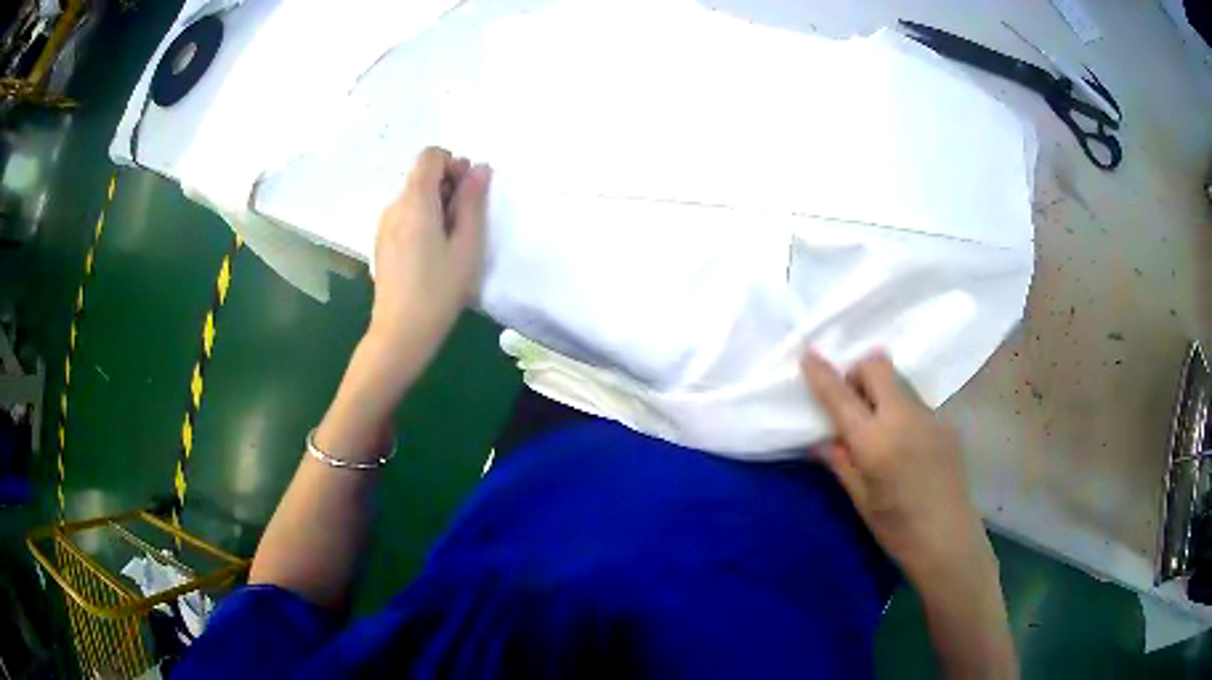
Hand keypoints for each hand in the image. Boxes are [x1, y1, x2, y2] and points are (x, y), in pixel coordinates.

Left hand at [367, 147, 491, 383]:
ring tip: (451, 242)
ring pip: (414, 196)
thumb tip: (479, 168)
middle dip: (448, 186)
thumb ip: (473, 202)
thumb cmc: (439, 290)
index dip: (453, 164)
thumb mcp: (467, 245)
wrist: (400, 333)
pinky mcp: (382, 242)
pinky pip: (405, 215)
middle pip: (422, 175)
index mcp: (415, 202)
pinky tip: (432, 254)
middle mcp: (394, 206)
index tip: (467, 193)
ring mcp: (384, 225)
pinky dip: (423, 220)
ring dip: (437, 205)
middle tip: (466, 222)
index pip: (430, 156)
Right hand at [800, 351, 989, 581]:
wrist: (948, 538)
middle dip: (858, 373)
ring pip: (898, 383)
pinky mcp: (945, 423)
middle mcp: (904, 418)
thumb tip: (821, 440)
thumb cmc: (897, 528)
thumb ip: (840, 463)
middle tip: (852, 404)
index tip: (808, 355)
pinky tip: (906, 447)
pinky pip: (915, 403)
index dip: (822, 374)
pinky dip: (900, 411)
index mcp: (876, 442)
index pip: (841, 397)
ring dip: (881, 393)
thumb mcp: (861, 500)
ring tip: (880, 430)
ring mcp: (930, 416)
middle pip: (878, 366)